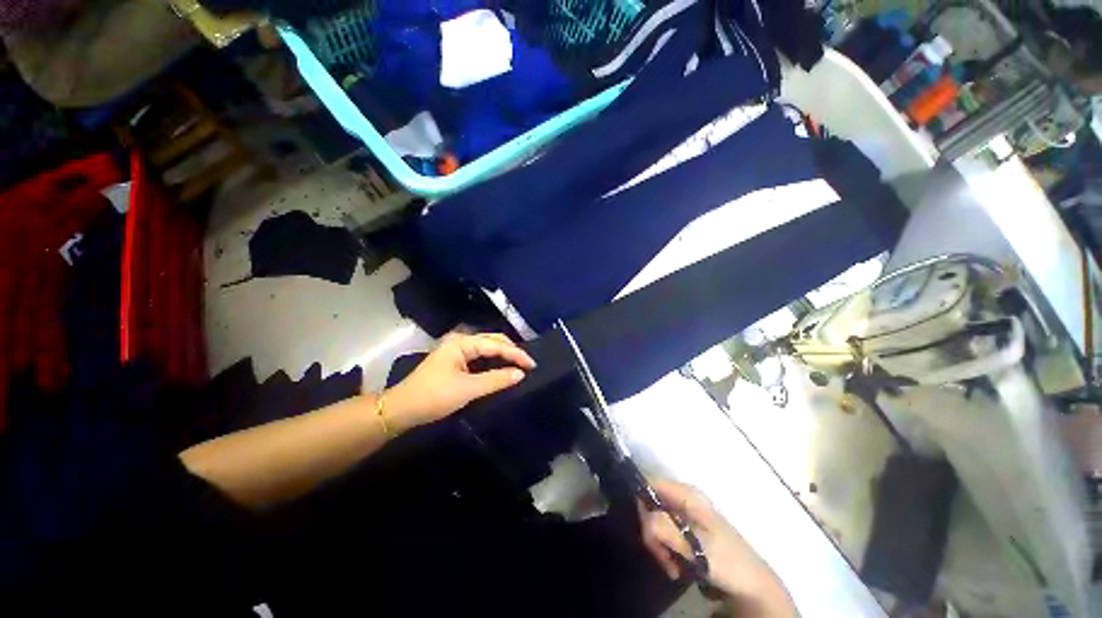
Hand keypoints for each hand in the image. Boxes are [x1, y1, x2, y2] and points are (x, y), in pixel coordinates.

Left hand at [384, 333, 535, 429]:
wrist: (401, 410)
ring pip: (487, 348)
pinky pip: (480, 357)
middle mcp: (461, 341)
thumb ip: (496, 379)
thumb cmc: (433, 397)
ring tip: (519, 365)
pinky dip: (493, 362)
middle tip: (528, 364)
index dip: (516, 354)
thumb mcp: (467, 389)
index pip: (496, 344)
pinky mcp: (455, 361)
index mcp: (462, 343)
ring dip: (503, 356)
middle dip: (511, 351)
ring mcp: (457, 350)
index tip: (532, 365)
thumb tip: (521, 374)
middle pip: (493, 341)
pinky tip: (502, 369)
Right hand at [640, 481, 796, 616]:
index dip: (643, 505)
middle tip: (663, 557)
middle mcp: (684, 498)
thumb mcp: (693, 544)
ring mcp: (687, 514)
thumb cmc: (725, 560)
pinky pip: (666, 533)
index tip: (648, 533)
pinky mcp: (689, 530)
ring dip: (660, 546)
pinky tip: (676, 566)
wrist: (753, 585)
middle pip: (652, 505)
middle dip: (653, 533)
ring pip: (657, 521)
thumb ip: (664, 527)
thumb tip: (644, 518)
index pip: (650, 484)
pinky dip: (667, 550)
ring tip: (672, 566)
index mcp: (687, 493)